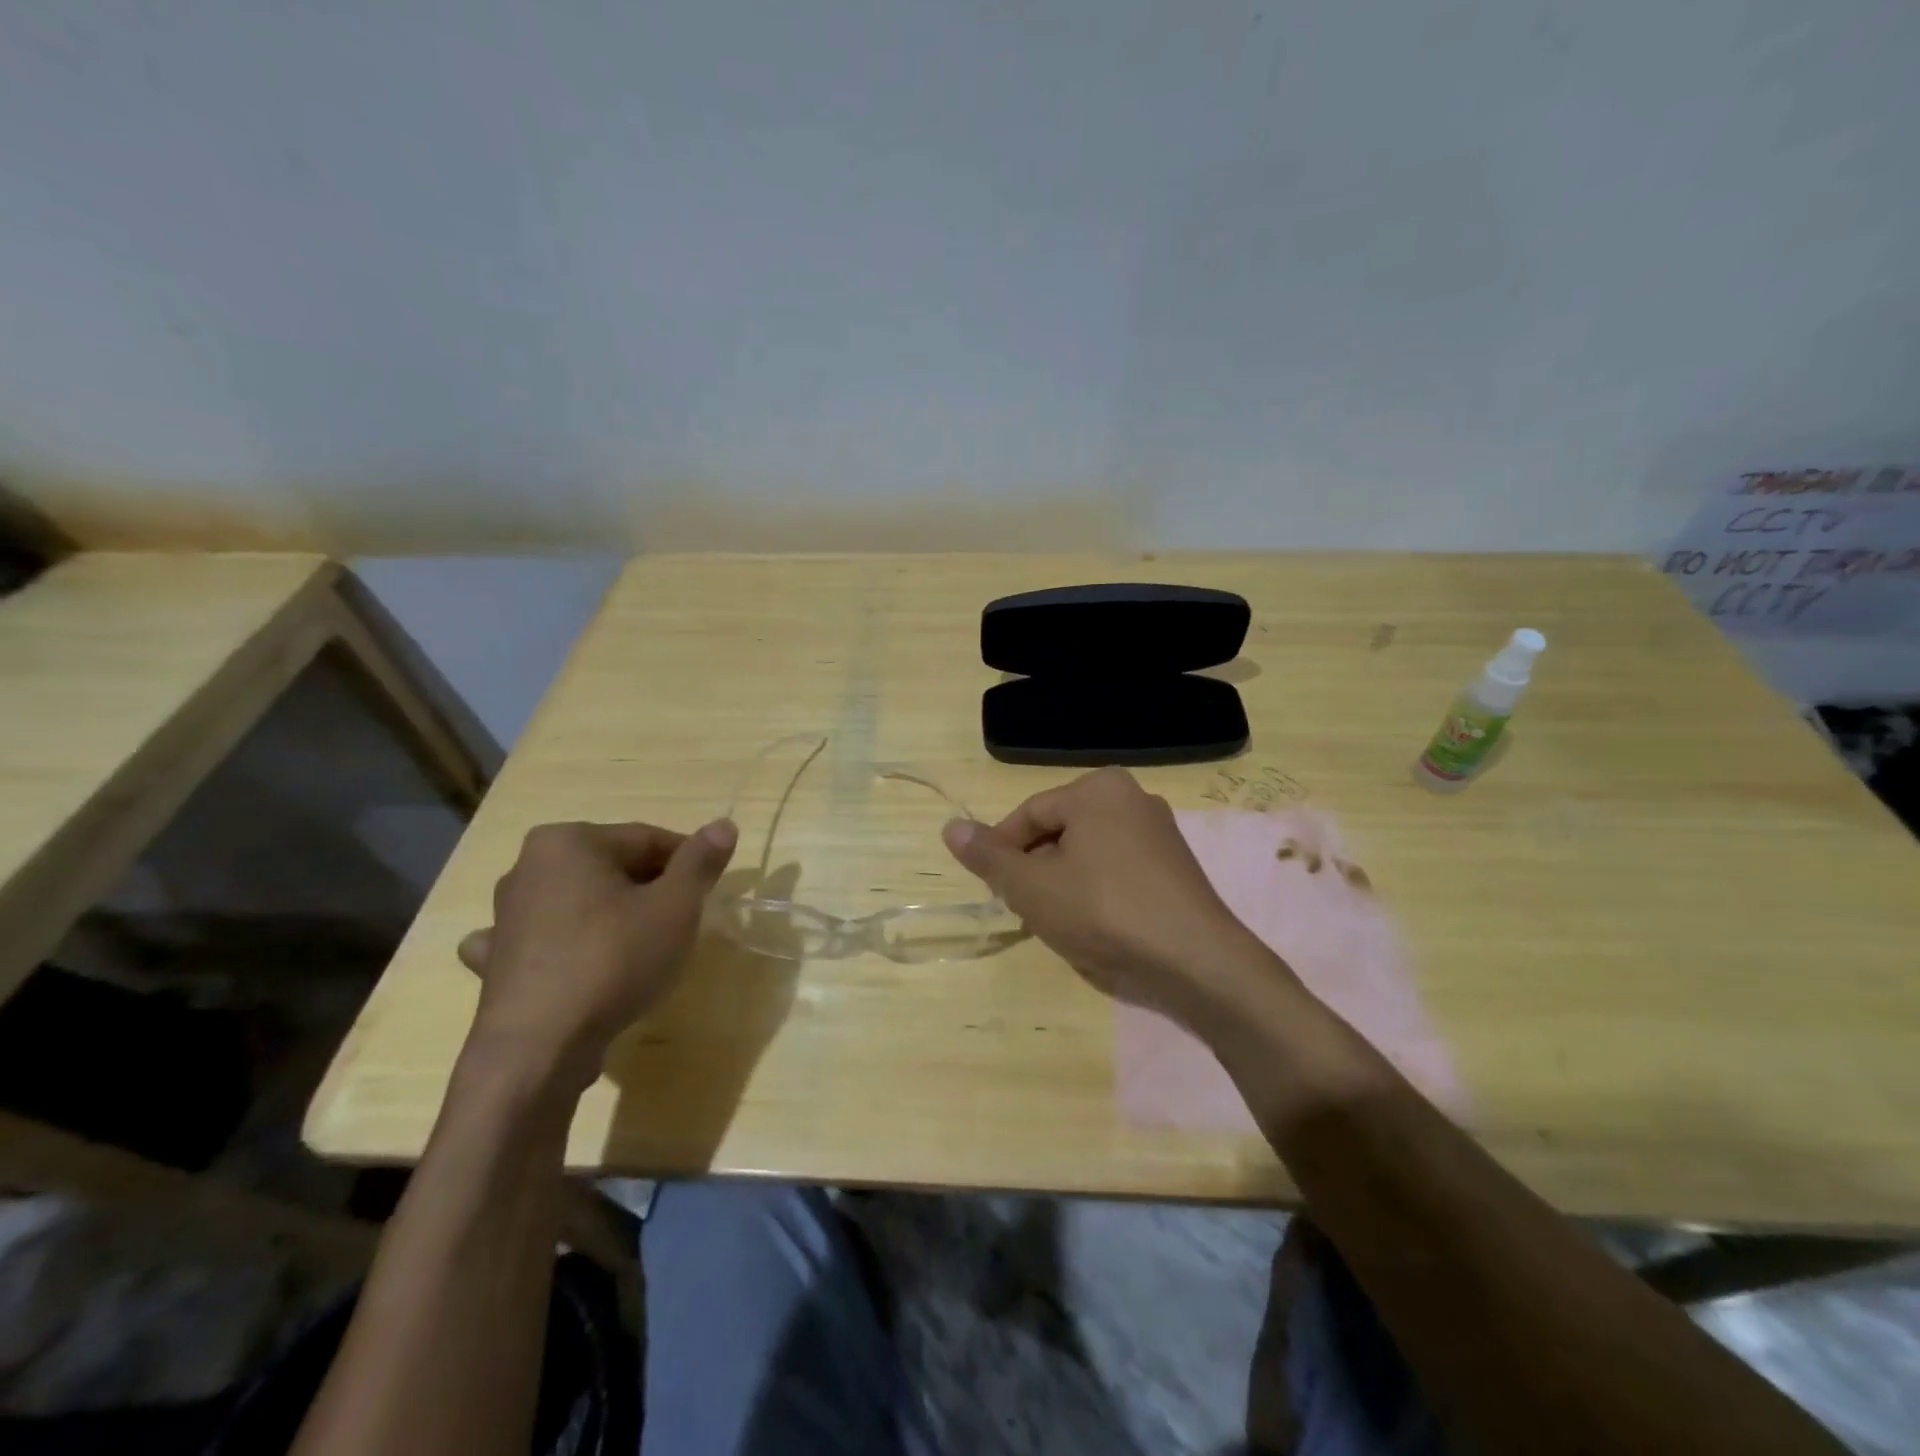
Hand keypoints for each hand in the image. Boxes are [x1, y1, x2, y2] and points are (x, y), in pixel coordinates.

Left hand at [456, 818, 736, 1093]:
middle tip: (682, 924)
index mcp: (570, 841)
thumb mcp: (676, 906)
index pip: (648, 840)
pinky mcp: (496, 961)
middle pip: (613, 868)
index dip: (688, 863)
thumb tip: (724, 824)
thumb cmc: (614, 960)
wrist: (538, 1049)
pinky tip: (577, 963)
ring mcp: (505, 916)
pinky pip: (543, 940)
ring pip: (580, 902)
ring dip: (611, 916)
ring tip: (641, 949)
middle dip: (651, 890)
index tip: (710, 892)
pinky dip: (566, 945)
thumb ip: (700, 861)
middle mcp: (528, 867)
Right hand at [941, 768, 1286, 1024]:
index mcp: (1097, 789)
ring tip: (1059, 921)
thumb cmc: (1104, 912)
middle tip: (1025, 908)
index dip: (1001, 851)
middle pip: (1060, 831)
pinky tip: (1097, 924)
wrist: (1197, 960)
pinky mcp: (1176, 864)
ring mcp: (1160, 831)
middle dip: (1036, 868)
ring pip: (1088, 852)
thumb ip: (988, 856)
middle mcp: (1131, 796)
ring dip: (1064, 882)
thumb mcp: (1032, 887)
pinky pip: (1118, 867)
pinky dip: (1097, 890)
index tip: (992, 889)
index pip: (1029, 814)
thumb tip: (950, 827)